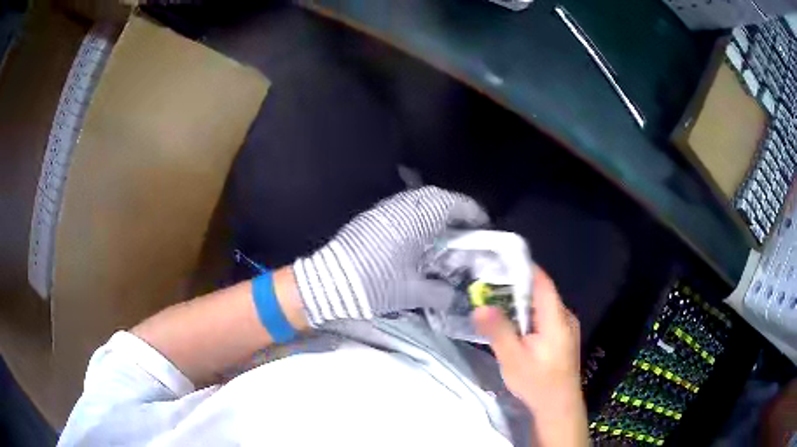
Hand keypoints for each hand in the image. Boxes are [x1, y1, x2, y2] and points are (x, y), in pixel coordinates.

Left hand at [293, 186, 488, 325]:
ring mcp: (383, 210)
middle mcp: (401, 207)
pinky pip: (402, 208)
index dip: (473, 212)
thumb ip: (441, 293)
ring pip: (417, 200)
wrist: (327, 283)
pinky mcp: (371, 218)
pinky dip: (417, 216)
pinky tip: (418, 236)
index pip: (453, 204)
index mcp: (416, 219)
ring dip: (435, 211)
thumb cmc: (374, 285)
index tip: (484, 226)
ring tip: (444, 233)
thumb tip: (456, 296)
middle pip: (436, 197)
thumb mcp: (412, 292)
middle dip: (455, 209)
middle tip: (465, 230)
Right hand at [473, 266, 587, 446]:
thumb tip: (480, 307)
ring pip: (542, 305)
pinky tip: (513, 325)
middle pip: (541, 292)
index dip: (522, 269)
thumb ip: (499, 332)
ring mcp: (566, 327)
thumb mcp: (513, 359)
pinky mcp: (563, 337)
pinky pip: (544, 317)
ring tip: (495, 302)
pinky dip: (527, 315)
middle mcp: (565, 317)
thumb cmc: (537, 384)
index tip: (498, 262)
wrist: (559, 407)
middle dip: (516, 286)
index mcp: (556, 319)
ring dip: (520, 302)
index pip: (541, 282)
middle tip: (488, 285)